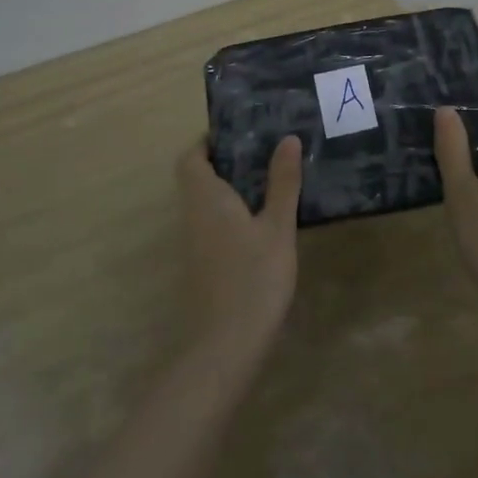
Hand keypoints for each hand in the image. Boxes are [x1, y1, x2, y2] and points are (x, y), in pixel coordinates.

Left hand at [175, 136, 302, 357]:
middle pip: (198, 177)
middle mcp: (194, 215)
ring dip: (232, 186)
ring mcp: (196, 243)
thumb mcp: (277, 226)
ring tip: (272, 176)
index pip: (191, 158)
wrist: (226, 346)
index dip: (208, 141)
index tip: (239, 131)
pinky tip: (265, 219)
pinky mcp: (204, 264)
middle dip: (227, 161)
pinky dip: (234, 211)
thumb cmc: (253, 277)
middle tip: (266, 149)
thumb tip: (286, 138)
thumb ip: (282, 182)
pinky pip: (214, 223)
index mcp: (206, 198)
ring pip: (206, 201)